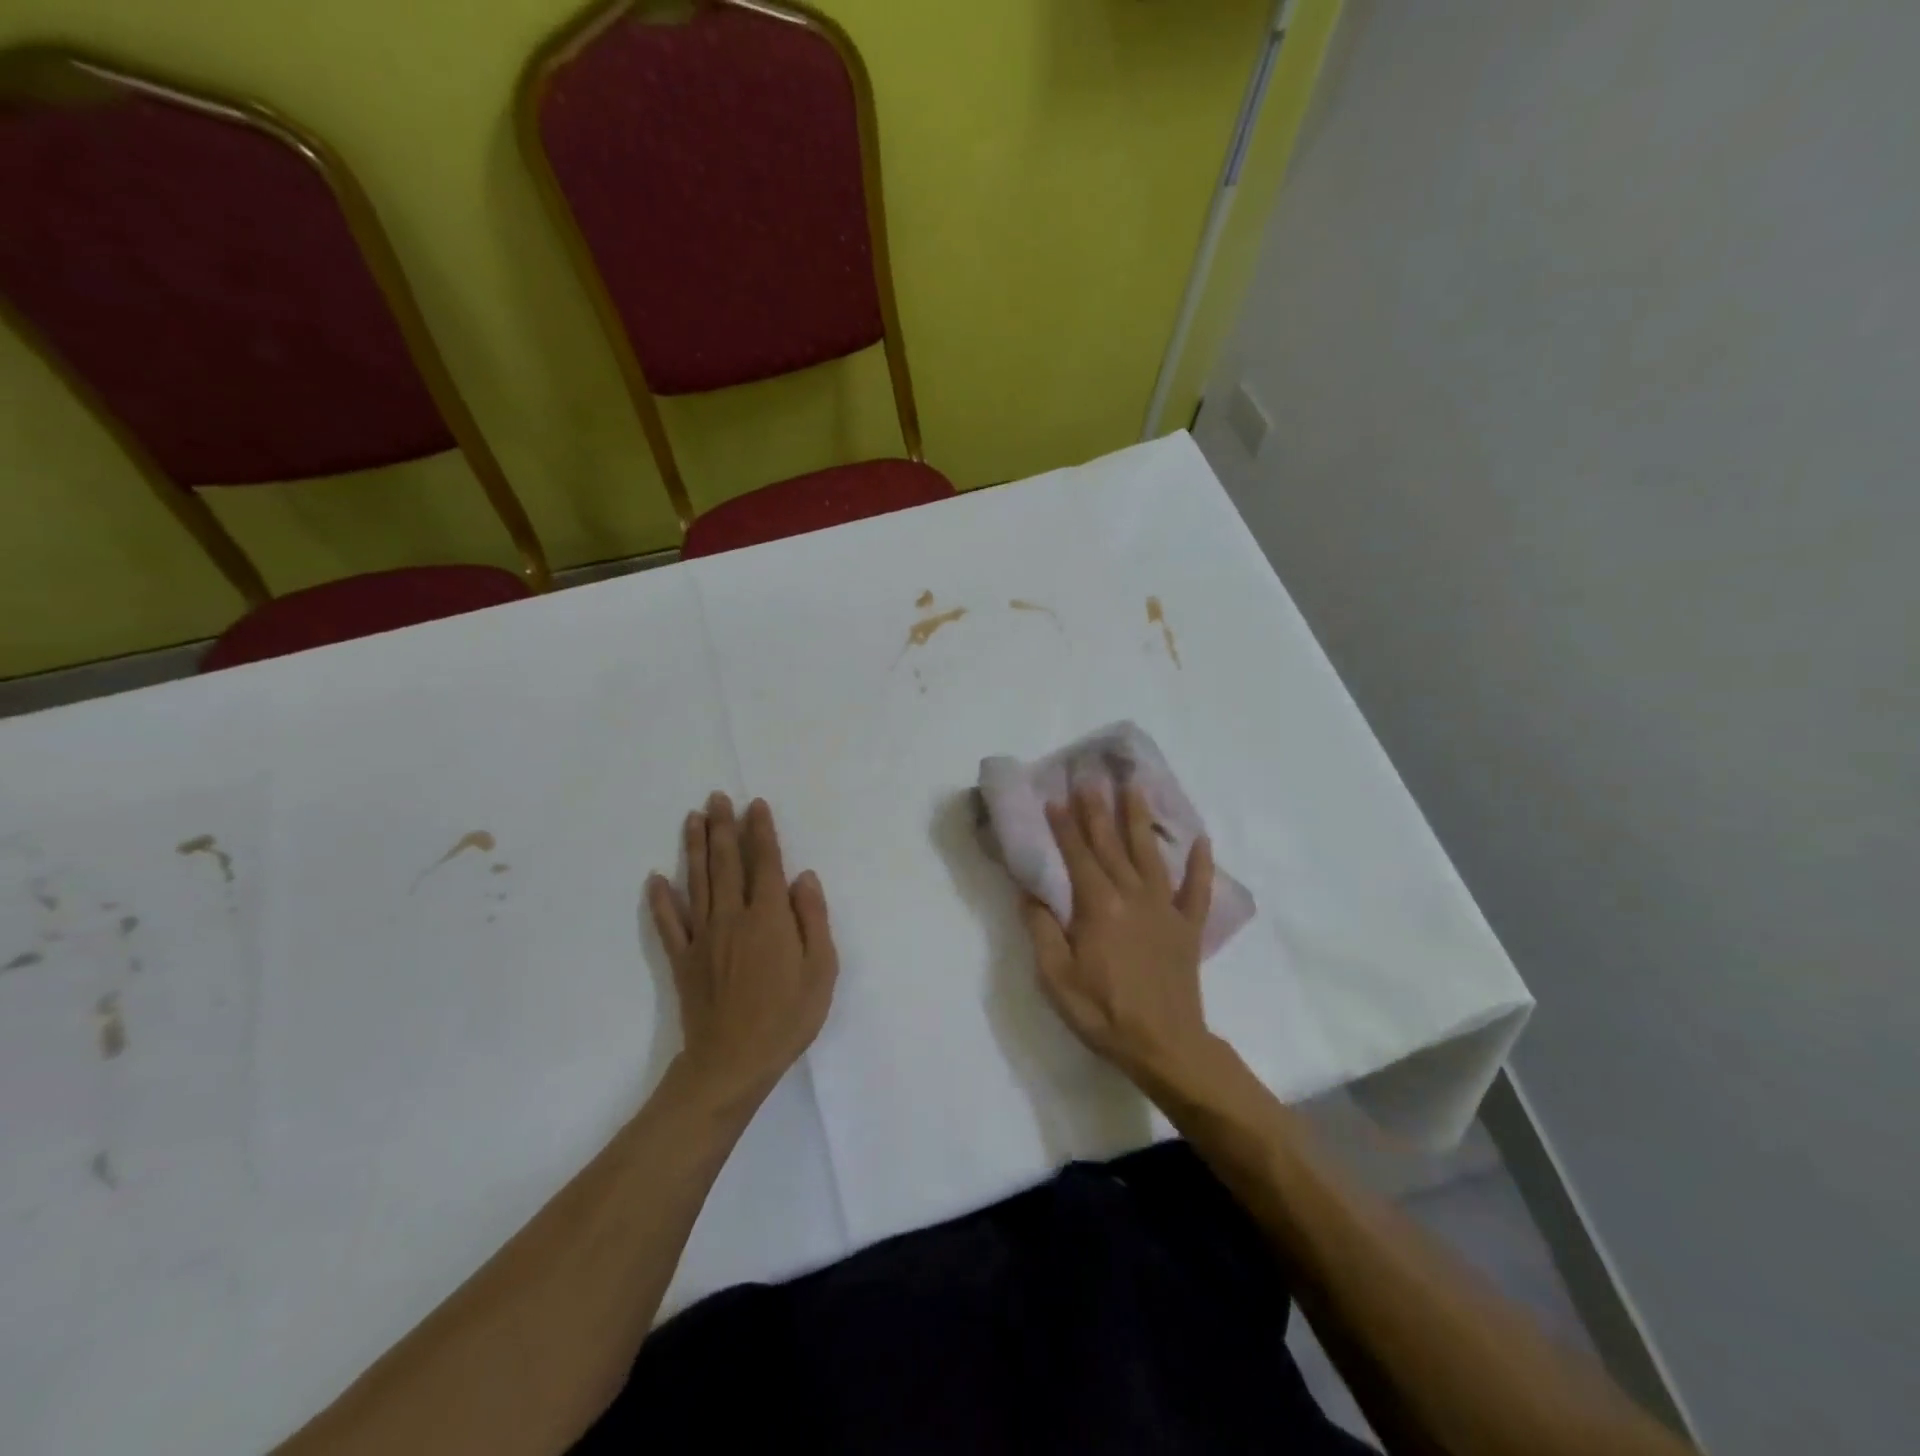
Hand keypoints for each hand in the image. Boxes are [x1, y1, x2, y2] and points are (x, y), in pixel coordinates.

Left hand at [647, 793, 836, 1114]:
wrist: (733, 1063)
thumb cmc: (787, 1018)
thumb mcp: (821, 970)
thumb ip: (813, 919)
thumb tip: (804, 877)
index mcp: (769, 917)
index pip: (765, 863)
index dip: (761, 832)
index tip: (756, 805)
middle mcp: (733, 917)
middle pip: (726, 863)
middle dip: (723, 827)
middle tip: (717, 797)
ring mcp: (703, 937)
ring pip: (697, 882)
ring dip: (694, 848)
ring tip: (692, 818)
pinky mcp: (683, 960)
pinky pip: (669, 923)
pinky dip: (660, 900)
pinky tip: (655, 879)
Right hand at [1022, 784, 1223, 1099]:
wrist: (1166, 1047)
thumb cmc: (1104, 1013)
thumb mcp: (1056, 978)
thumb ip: (1042, 930)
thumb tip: (1029, 892)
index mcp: (1099, 906)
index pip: (1078, 856)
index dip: (1065, 826)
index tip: (1056, 796)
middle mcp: (1133, 896)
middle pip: (1112, 845)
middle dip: (1098, 809)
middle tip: (1091, 777)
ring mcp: (1166, 910)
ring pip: (1151, 854)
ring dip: (1141, 819)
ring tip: (1136, 786)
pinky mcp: (1189, 928)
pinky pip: (1198, 890)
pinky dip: (1201, 865)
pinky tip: (1202, 841)